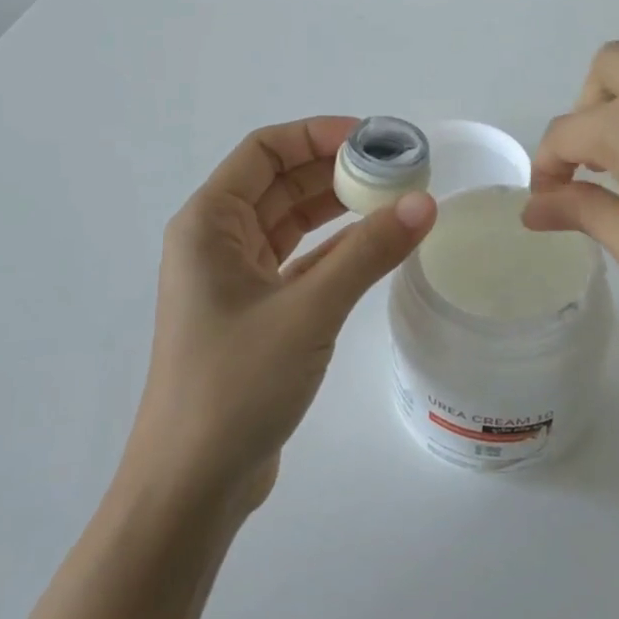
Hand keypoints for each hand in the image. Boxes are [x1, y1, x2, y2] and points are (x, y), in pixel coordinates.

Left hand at [131, 117, 436, 511]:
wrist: (193, 484)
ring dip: (339, 208)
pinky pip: (301, 262)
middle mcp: (217, 241)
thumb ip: (367, 253)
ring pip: (292, 223)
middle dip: (336, 170)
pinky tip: (377, 245)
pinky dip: (337, 249)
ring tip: (397, 199)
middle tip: (399, 170)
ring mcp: (236, 279)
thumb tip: (425, 204)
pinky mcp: (257, 312)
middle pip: (280, 182)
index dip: (317, 134)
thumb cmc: (236, 385)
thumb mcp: (308, 311)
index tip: (374, 140)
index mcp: (208, 223)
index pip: (263, 151)